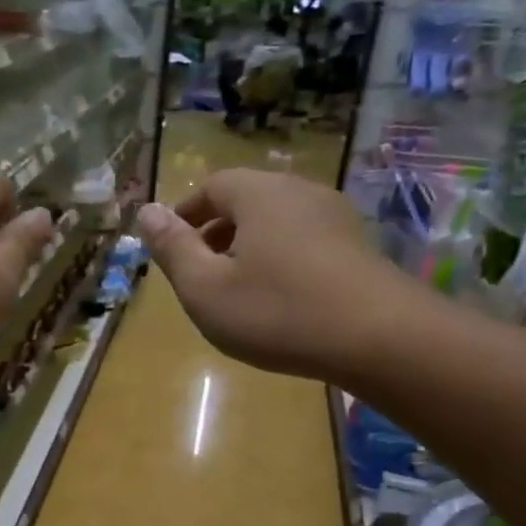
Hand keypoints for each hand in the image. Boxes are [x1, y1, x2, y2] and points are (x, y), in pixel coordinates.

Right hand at [135, 169, 425, 381]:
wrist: (380, 338)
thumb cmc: (277, 311)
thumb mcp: (205, 288)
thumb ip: (172, 248)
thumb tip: (145, 211)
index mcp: (258, 194)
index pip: (211, 187)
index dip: (185, 215)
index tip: (170, 248)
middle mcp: (298, 191)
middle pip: (245, 201)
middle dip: (215, 232)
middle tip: (198, 273)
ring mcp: (334, 217)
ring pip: (275, 222)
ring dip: (247, 247)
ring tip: (235, 289)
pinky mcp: (357, 245)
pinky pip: (303, 241)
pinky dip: (279, 259)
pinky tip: (279, 299)